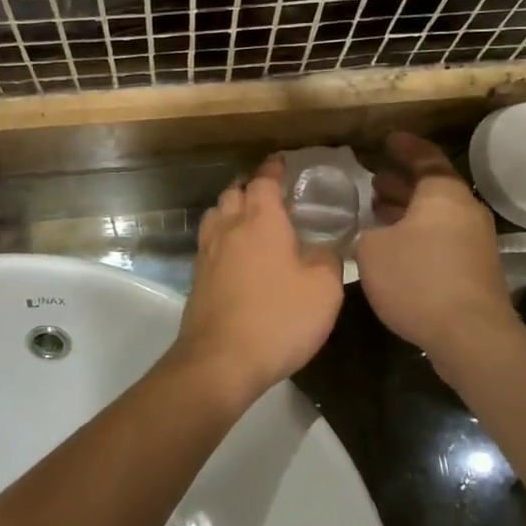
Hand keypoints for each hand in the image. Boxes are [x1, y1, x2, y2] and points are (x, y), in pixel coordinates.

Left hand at [170, 162, 343, 404]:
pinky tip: (236, 255)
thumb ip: (327, 260)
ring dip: (232, 209)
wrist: (220, 362)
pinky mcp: (197, 278)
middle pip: (234, 192)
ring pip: (216, 215)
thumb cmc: (278, 319)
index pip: (264, 181)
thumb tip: (321, 249)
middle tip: (272, 196)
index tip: (282, 164)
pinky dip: (223, 237)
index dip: (274, 170)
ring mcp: (207, 253)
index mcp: (261, 221)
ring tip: (251, 221)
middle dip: (251, 188)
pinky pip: (209, 242)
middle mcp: (229, 228)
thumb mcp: (323, 291)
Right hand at [356, 132, 517, 369]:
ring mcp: (476, 242)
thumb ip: (368, 233)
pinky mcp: (476, 270)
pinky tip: (396, 249)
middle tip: (375, 180)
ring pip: (437, 215)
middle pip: (432, 187)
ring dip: (409, 211)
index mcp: (443, 194)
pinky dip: (419, 235)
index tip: (388, 140)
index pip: (425, 157)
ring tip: (378, 212)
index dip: (405, 147)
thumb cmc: (418, 279)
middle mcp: (465, 211)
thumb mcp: (373, 250)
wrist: (471, 336)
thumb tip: (373, 234)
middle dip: (402, 183)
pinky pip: (443, 239)